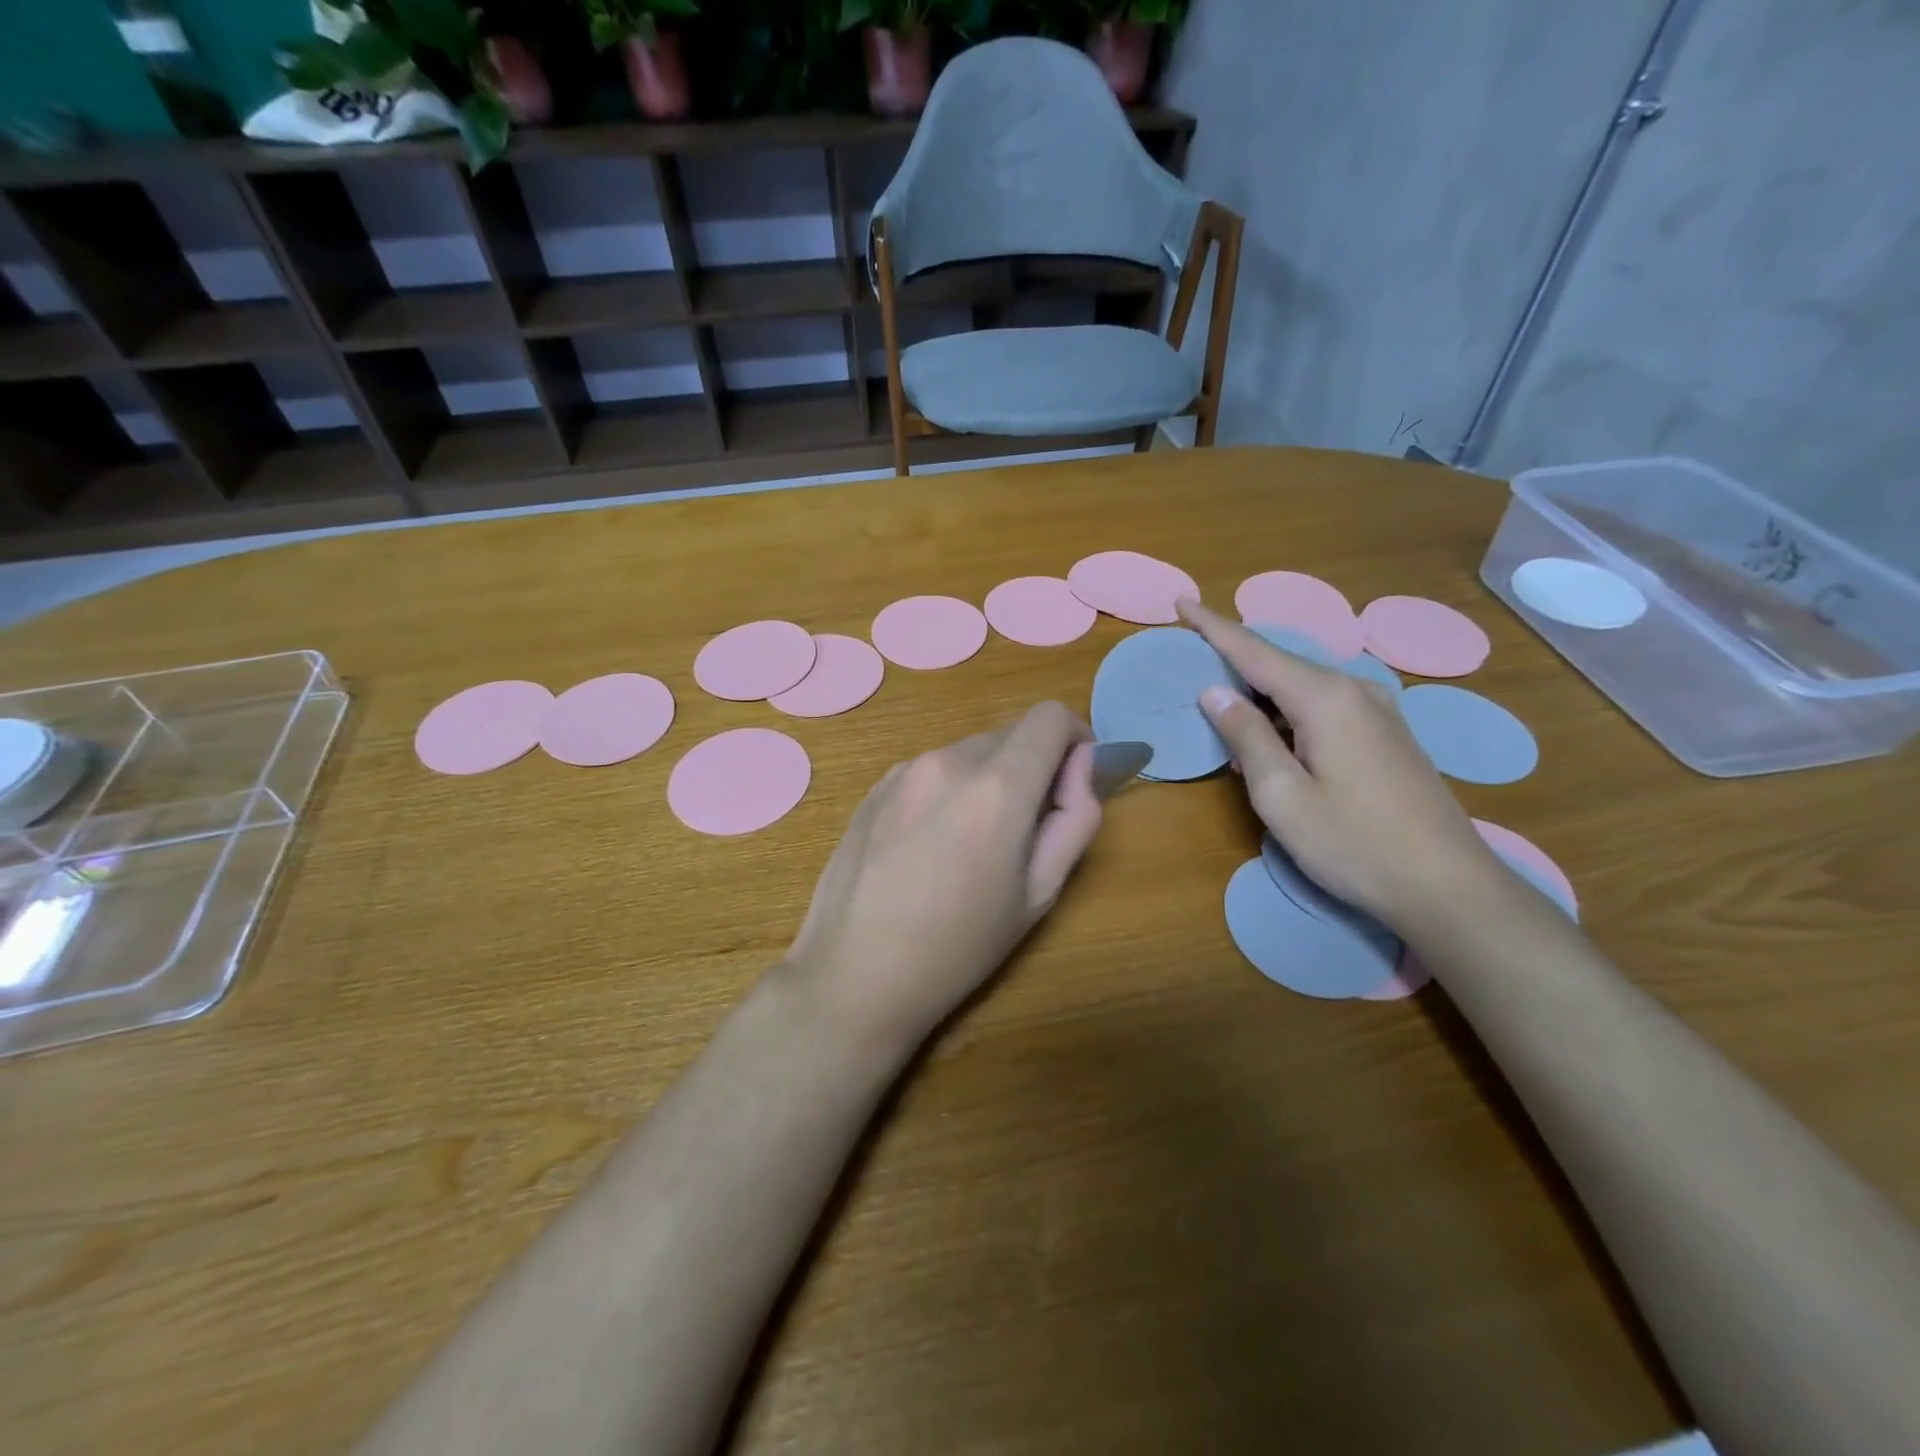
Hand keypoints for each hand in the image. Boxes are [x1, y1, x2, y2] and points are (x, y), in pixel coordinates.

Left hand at [781, 702, 1102, 1051]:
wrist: (855, 973)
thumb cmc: (958, 946)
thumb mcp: (1040, 893)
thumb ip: (1075, 818)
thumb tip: (1080, 766)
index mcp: (996, 786)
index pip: (1050, 716)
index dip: (1075, 738)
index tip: (1074, 780)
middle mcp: (948, 760)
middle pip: (1011, 734)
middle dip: (1033, 766)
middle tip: (1025, 829)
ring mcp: (904, 770)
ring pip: (969, 752)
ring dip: (989, 778)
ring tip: (971, 845)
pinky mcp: (875, 787)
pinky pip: (932, 770)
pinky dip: (950, 789)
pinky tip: (929, 846)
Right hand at [1178, 598, 1501, 929]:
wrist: (1448, 886)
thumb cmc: (1353, 843)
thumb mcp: (1281, 795)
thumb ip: (1246, 736)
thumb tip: (1215, 691)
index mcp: (1324, 698)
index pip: (1254, 650)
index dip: (1212, 626)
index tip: (1181, 602)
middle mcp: (1353, 690)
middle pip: (1279, 665)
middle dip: (1234, 663)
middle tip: (1192, 669)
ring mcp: (1377, 711)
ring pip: (1302, 688)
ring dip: (1261, 698)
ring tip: (1226, 720)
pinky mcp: (1387, 734)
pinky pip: (1324, 707)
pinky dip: (1288, 715)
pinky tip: (1274, 745)